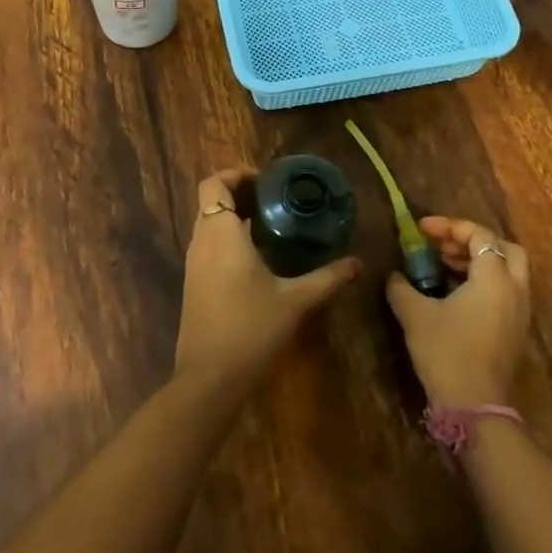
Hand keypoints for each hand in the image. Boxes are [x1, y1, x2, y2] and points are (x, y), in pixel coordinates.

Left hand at [173, 167, 359, 394]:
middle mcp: (202, 242)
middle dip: (240, 194)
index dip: (236, 174)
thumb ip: (327, 278)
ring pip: (209, 224)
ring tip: (272, 225)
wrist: (209, 378)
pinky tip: (258, 258)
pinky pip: (209, 245)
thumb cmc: (251, 329)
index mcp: (221, 234)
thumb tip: (357, 263)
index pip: (214, 183)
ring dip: (234, 217)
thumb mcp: (295, 301)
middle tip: (276, 200)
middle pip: (212, 201)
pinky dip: (228, 239)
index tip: (267, 181)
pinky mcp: (194, 284)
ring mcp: (194, 264)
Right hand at [385, 216, 532, 407]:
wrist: (474, 406)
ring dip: (478, 262)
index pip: (480, 235)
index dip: (449, 226)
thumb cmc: (446, 351)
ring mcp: (520, 312)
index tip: (421, 230)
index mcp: (494, 277)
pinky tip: (455, 295)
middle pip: (505, 248)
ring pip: (508, 272)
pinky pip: (506, 292)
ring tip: (443, 268)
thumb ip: (401, 286)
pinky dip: (485, 283)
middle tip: (444, 247)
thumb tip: (394, 275)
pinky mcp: (516, 332)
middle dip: (474, 241)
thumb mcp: (414, 314)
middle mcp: (515, 290)